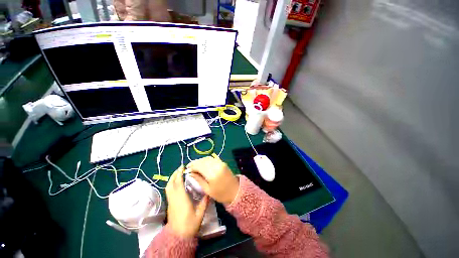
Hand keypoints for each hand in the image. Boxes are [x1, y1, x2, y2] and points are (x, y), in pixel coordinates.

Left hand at [165, 166, 208, 237]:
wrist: (178, 237)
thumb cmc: (189, 225)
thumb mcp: (200, 214)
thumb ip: (204, 202)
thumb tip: (209, 193)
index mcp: (181, 199)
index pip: (178, 183)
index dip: (179, 174)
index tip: (183, 167)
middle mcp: (174, 198)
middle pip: (171, 183)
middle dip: (175, 174)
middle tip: (180, 168)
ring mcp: (170, 201)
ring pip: (168, 187)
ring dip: (172, 178)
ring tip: (178, 173)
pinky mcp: (169, 204)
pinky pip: (168, 191)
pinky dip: (171, 184)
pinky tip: (177, 183)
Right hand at [187, 156, 239, 204]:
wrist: (235, 191)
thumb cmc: (221, 194)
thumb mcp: (208, 190)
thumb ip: (199, 180)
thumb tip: (190, 173)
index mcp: (212, 174)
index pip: (199, 166)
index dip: (192, 166)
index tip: (187, 169)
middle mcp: (216, 166)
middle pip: (203, 161)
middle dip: (195, 162)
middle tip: (189, 166)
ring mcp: (220, 163)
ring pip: (207, 158)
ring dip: (200, 160)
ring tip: (195, 165)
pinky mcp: (223, 162)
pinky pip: (212, 158)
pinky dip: (206, 160)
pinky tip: (203, 163)